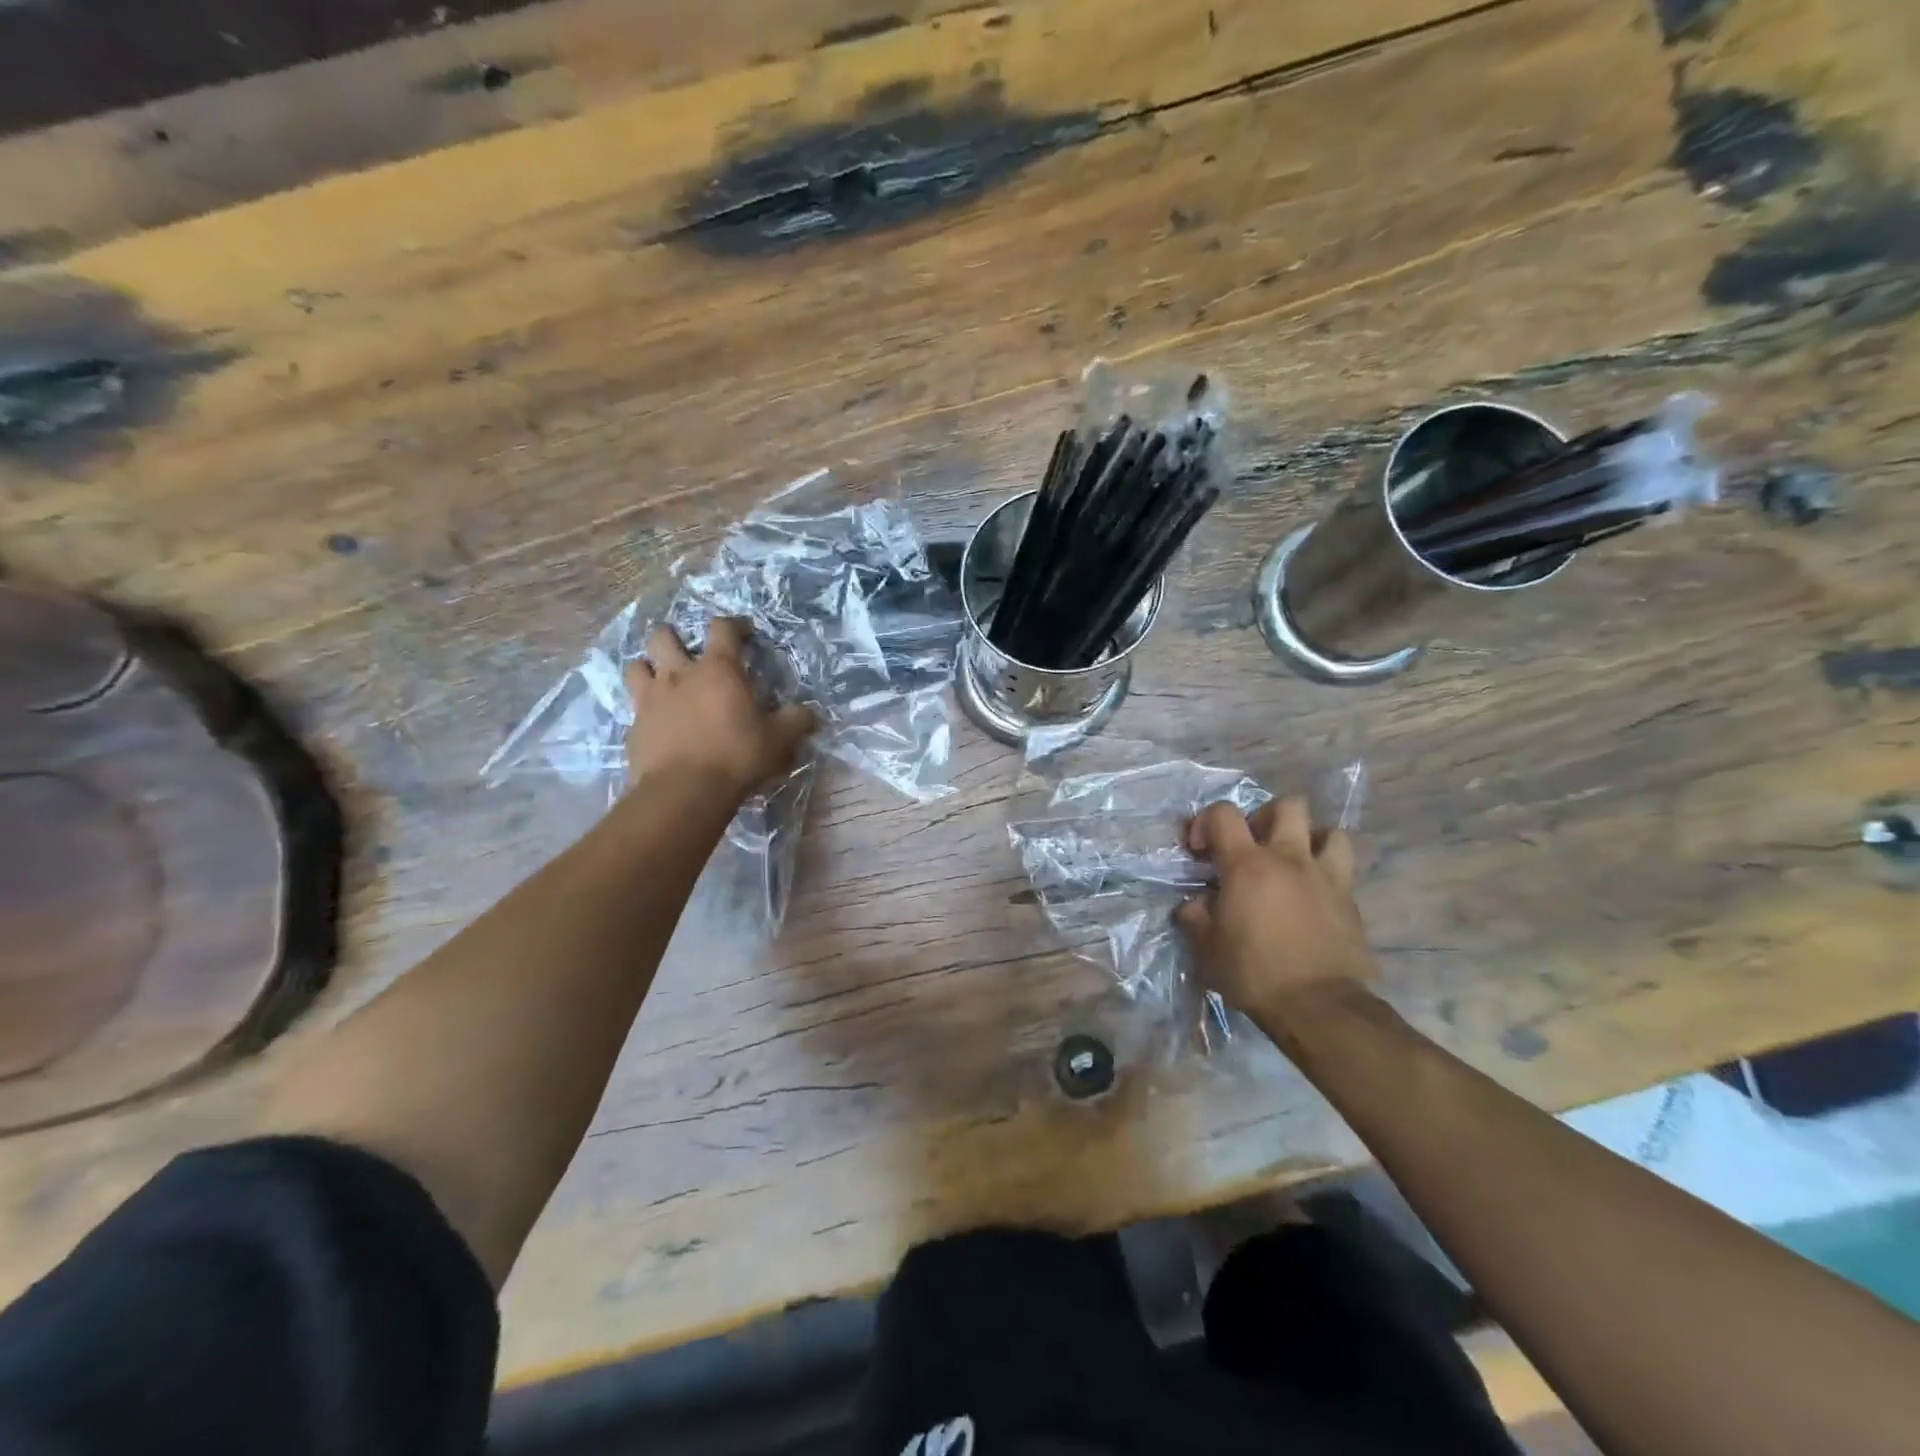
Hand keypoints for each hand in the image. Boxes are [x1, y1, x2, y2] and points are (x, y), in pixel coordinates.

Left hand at [624, 618, 815, 797]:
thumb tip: (811, 714)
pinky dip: (645, 708)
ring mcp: (651, 699)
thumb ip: (796, 721)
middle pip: (664, 637)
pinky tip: (657, 722)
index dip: (734, 625)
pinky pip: (634, 706)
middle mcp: (680, 675)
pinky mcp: (634, 726)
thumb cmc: (737, 756)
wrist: (684, 790)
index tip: (745, 632)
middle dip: (674, 636)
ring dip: (648, 666)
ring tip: (661, 678)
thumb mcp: (779, 739)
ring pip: (637, 665)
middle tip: (687, 650)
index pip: (723, 628)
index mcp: (719, 670)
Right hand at [1174, 798, 1377, 1033]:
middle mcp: (1289, 859)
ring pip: (1331, 831)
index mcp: (1247, 865)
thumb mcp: (1207, 948)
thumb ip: (1196, 917)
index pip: (1223, 814)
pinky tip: (1315, 897)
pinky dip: (1328, 874)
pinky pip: (1344, 871)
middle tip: (1255, 845)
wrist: (1319, 1006)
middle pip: (1288, 806)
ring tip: (1296, 862)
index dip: (1206, 822)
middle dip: (1267, 817)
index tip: (1201, 851)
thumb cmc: (1254, 973)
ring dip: (1311, 840)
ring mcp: (1326, 877)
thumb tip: (1196, 905)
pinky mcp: (1351, 901)